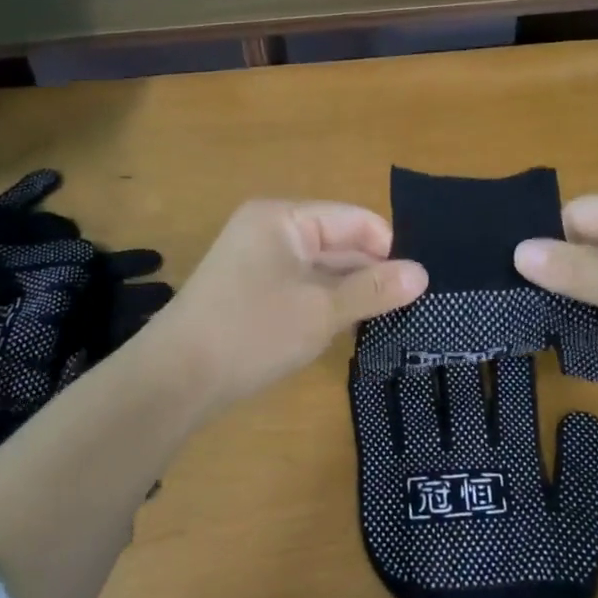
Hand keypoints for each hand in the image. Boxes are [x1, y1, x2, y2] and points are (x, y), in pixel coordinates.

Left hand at [135, 200, 427, 418]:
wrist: (174, 379)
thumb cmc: (253, 332)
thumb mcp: (322, 310)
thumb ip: (374, 289)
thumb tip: (423, 273)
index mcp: (284, 218)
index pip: (355, 220)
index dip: (388, 250)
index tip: (416, 287)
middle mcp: (269, 230)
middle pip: (338, 242)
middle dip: (371, 272)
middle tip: (409, 308)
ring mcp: (256, 260)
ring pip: (320, 268)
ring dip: (349, 291)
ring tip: (386, 320)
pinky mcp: (250, 290)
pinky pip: (300, 286)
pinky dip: (324, 303)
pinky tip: (346, 328)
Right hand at [514, 193, 597, 409]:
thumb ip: (573, 270)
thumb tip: (518, 251)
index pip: (584, 212)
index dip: (549, 238)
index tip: (513, 269)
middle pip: (595, 236)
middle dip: (564, 265)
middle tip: (517, 293)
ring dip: (583, 287)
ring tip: (538, 309)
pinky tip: (577, 321)